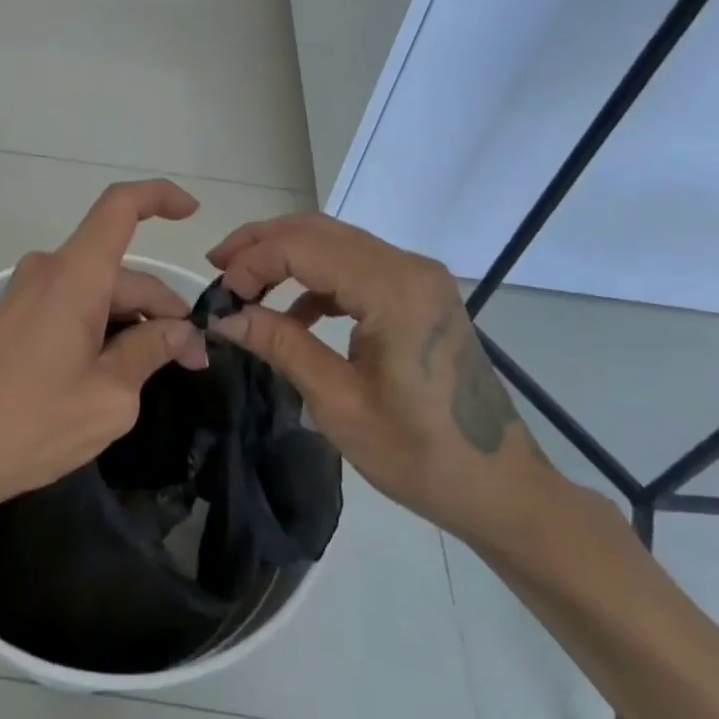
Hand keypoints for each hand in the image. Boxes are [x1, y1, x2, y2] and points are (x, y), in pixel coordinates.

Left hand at [0, 180, 210, 512]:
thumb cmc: (34, 424)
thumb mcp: (110, 395)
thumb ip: (151, 350)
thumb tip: (183, 330)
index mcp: (74, 276)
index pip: (120, 206)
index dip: (160, 196)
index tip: (194, 214)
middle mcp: (48, 269)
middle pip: (121, 270)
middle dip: (162, 307)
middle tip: (193, 360)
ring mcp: (27, 291)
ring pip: (99, 290)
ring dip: (133, 320)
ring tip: (157, 371)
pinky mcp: (16, 314)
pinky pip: (73, 302)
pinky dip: (103, 324)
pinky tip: (115, 367)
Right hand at [206, 213, 550, 542]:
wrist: (501, 488)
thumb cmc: (421, 455)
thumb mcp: (338, 403)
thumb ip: (280, 345)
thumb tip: (224, 315)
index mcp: (394, 291)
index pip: (303, 247)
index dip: (252, 262)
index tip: (220, 297)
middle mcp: (409, 267)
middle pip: (317, 230)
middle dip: (261, 244)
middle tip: (217, 269)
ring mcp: (418, 277)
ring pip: (334, 241)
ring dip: (285, 256)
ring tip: (243, 283)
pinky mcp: (419, 293)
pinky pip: (354, 265)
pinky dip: (314, 276)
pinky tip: (293, 311)